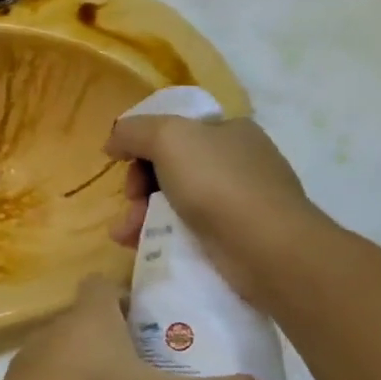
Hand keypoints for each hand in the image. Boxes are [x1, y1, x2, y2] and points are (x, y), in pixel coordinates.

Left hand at [0, 276, 289, 379]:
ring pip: (69, 353)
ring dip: (96, 369)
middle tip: (159, 369)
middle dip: (122, 338)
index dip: (130, 294)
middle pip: (90, 319)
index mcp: (88, 317)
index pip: (104, 282)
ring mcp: (27, 364)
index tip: (159, 322)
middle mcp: (53, 330)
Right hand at [104, 114, 327, 305]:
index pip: (176, 130)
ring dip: (143, 215)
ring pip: (177, 202)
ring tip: (124, 235)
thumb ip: (133, 131)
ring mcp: (242, 202)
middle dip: (140, 187)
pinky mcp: (239, 239)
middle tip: (130, 203)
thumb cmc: (217, 183)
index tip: (125, 166)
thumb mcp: (167, 138)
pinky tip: (142, 247)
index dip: (143, 146)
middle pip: (171, 167)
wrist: (267, 248)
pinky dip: (162, 236)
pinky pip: (190, 231)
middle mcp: (239, 161)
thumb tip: (114, 141)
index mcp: (230, 130)